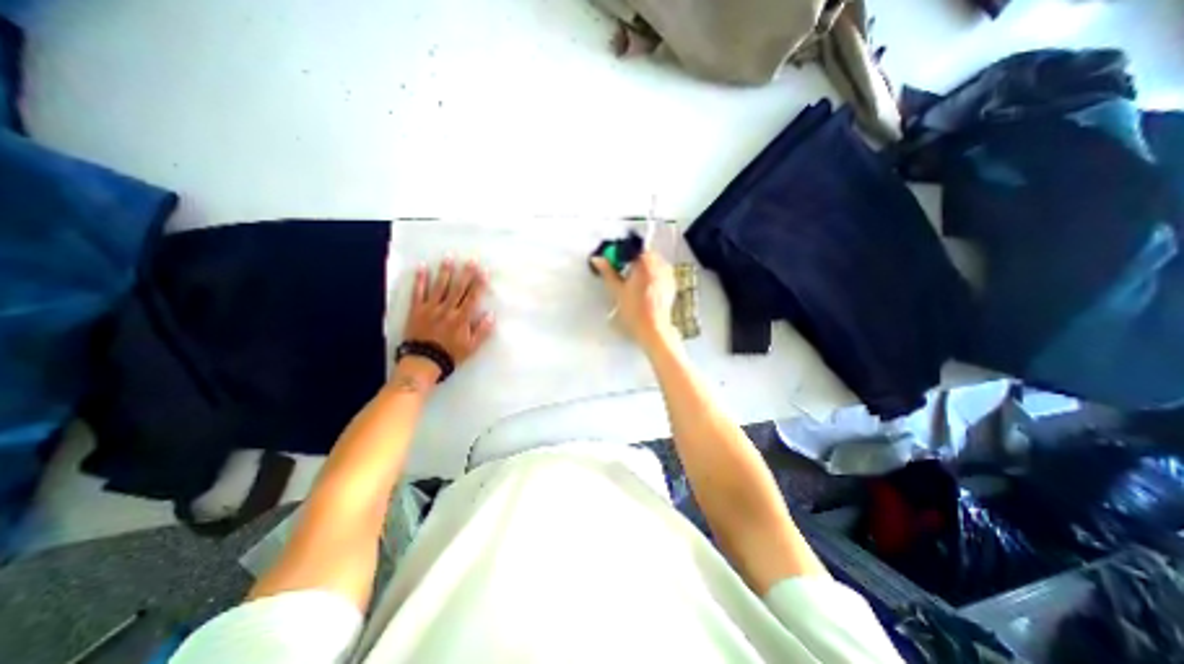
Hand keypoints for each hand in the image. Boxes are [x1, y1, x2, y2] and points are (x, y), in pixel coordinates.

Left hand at [394, 259, 492, 383]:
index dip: (479, 283)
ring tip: (448, 257)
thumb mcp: (472, 347)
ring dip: (445, 271)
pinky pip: (418, 292)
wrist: (423, 361)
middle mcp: (447, 309)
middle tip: (471, 259)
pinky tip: (422, 267)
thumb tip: (491, 314)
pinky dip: (420, 279)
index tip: (484, 271)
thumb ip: (482, 331)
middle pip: (458, 288)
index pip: (473, 297)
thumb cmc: (450, 355)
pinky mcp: (416, 310)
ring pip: (439, 286)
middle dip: (466, 272)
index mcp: (461, 318)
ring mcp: (431, 308)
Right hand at [592, 249, 674, 352]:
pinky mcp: (671, 285)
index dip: (623, 252)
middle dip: (633, 260)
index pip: (634, 248)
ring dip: (643, 267)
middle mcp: (660, 266)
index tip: (616, 260)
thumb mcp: (617, 290)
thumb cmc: (635, 311)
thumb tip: (598, 259)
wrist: (653, 328)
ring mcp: (668, 275)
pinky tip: (644, 289)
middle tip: (623, 271)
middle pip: (645, 255)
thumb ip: (607, 272)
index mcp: (647, 263)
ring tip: (633, 282)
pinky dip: (652, 276)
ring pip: (654, 263)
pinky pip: (660, 273)